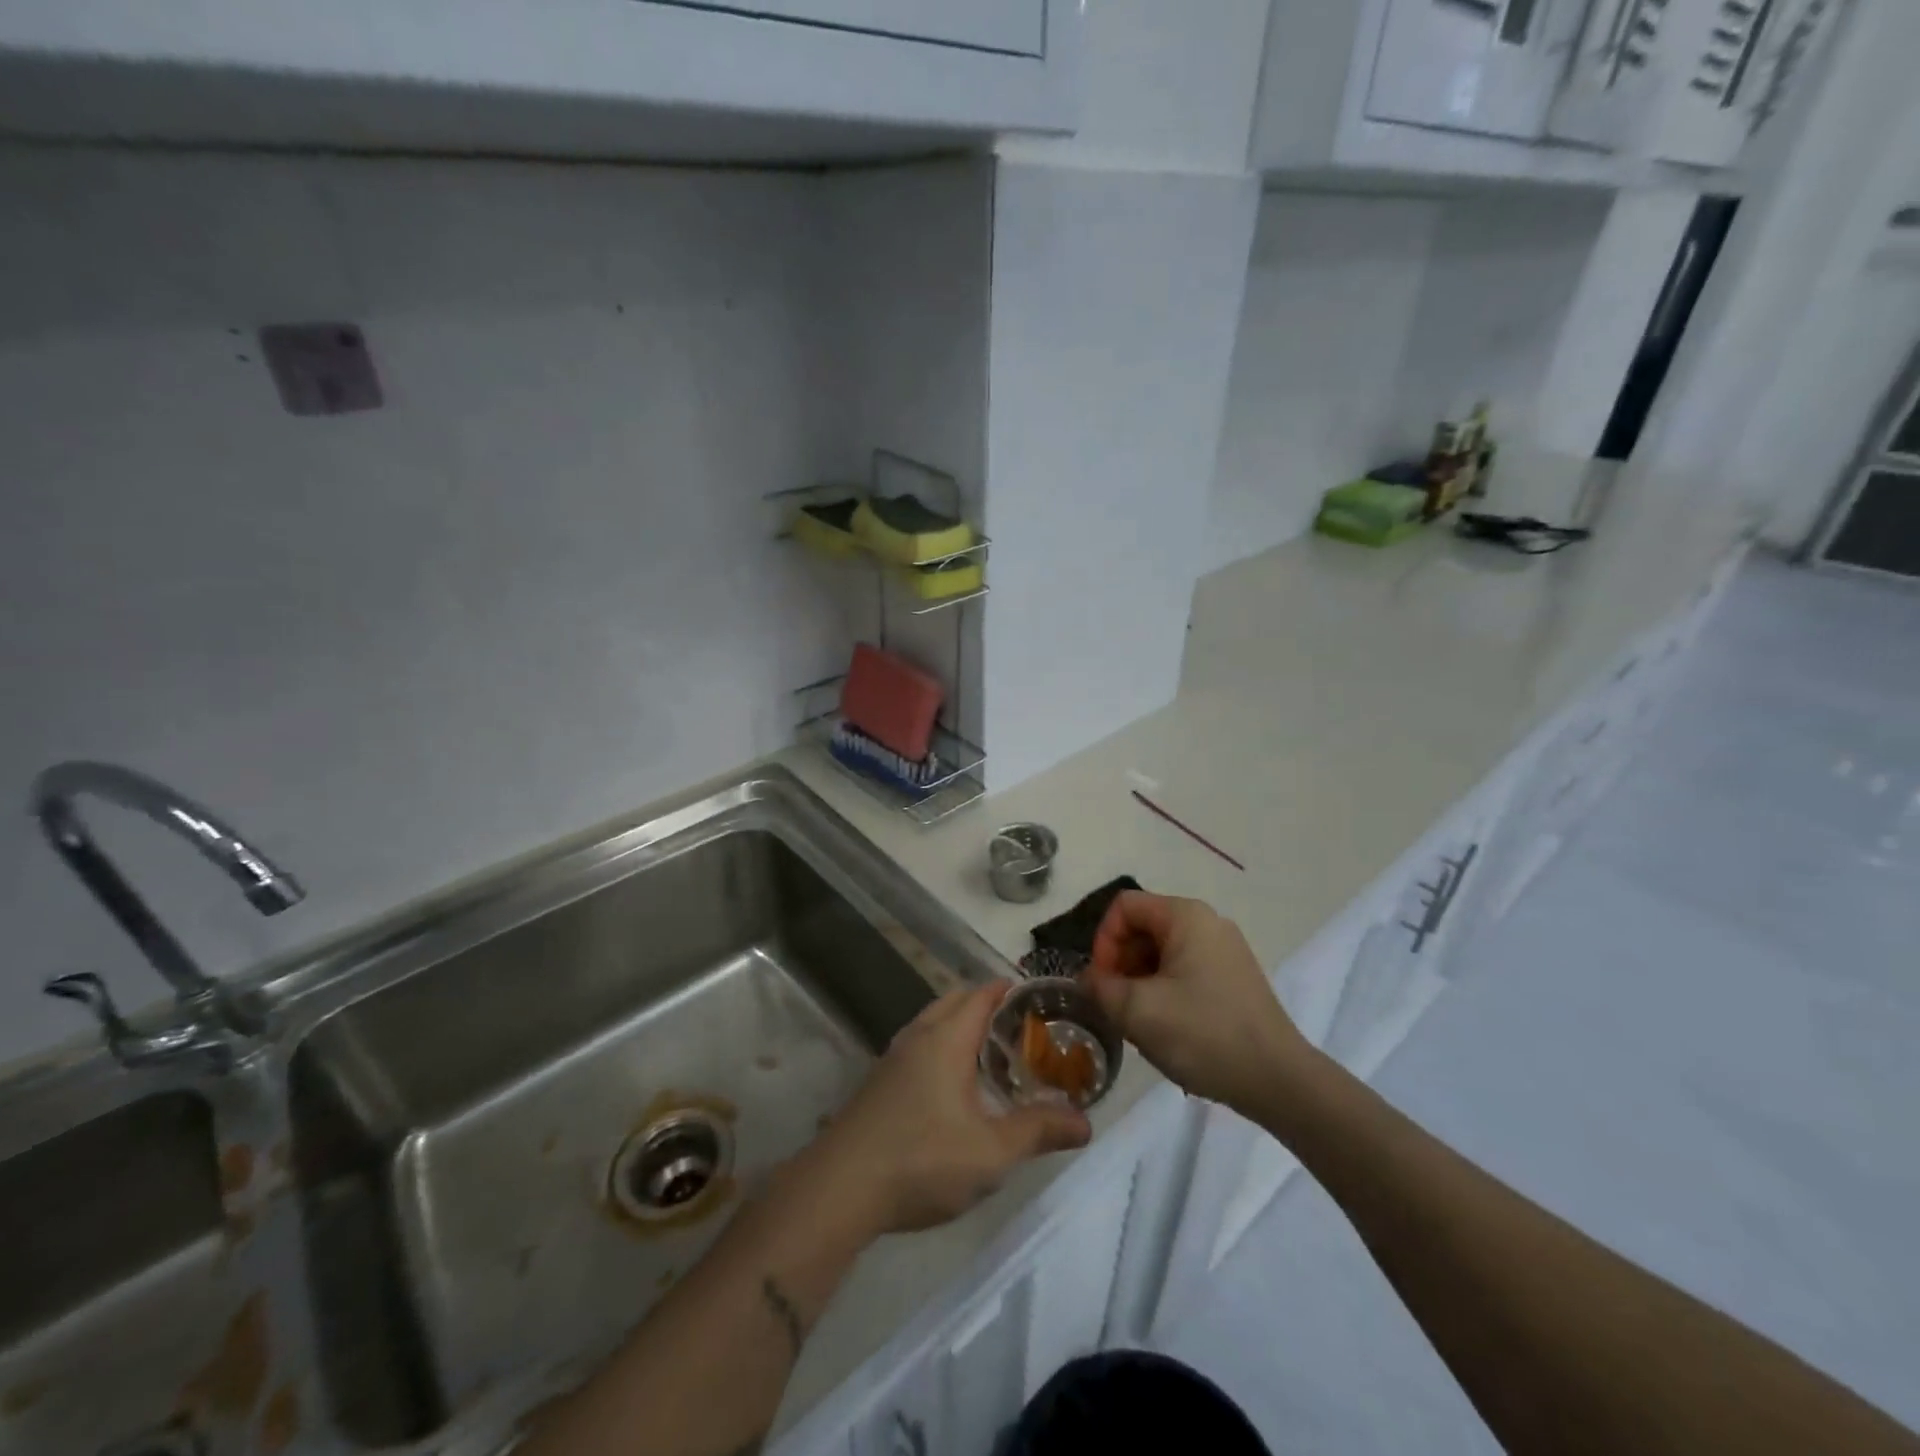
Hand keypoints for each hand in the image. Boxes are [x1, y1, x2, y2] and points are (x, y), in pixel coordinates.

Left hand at [809, 983, 1091, 1235]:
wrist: (839, 1188)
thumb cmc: (921, 1160)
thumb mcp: (991, 1152)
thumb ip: (1039, 1131)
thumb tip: (1085, 1123)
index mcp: (946, 1038)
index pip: (981, 994)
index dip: (1008, 989)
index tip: (1038, 996)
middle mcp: (917, 1036)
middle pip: (954, 1001)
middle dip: (986, 1004)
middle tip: (1021, 1026)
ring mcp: (892, 1059)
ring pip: (932, 1023)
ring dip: (960, 1026)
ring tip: (992, 1053)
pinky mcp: (878, 1083)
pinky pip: (918, 1046)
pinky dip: (941, 1047)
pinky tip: (953, 1086)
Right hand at [1087, 891, 1312, 1112]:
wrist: (1278, 1081)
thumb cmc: (1203, 1035)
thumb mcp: (1137, 1011)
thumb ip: (1100, 987)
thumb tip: (1089, 980)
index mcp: (1185, 916)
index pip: (1124, 907)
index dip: (1103, 941)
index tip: (1103, 983)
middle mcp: (1208, 922)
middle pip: (1144, 927)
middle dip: (1121, 963)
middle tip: (1117, 1005)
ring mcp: (1225, 950)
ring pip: (1162, 951)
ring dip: (1140, 980)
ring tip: (1140, 1021)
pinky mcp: (1235, 978)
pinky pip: (1185, 969)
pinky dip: (1165, 990)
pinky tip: (1167, 1027)